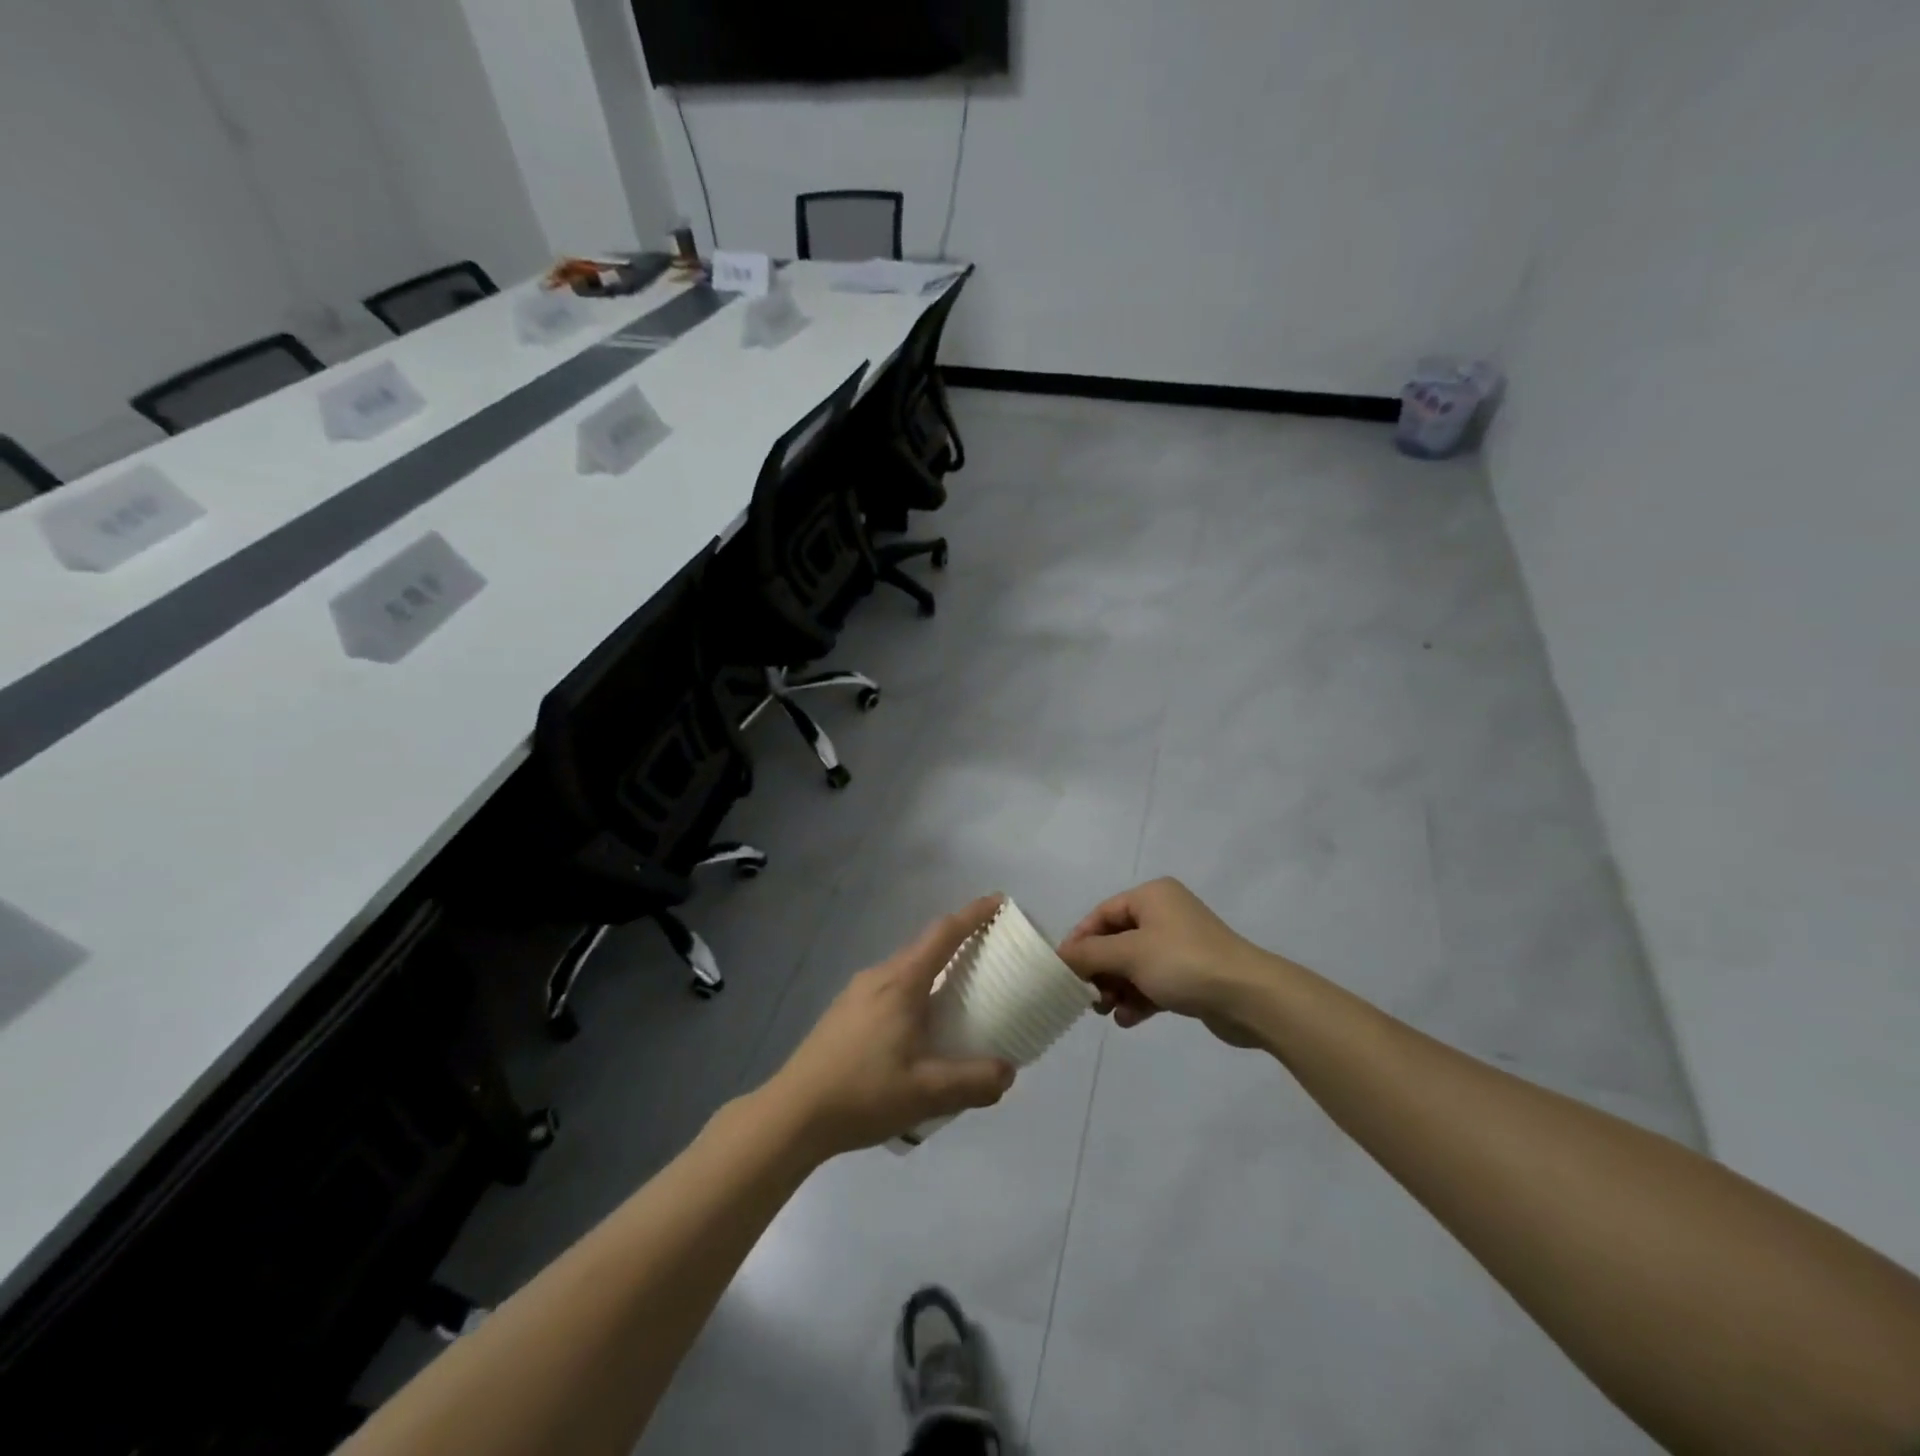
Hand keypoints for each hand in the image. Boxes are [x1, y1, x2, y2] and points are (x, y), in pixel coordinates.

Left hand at [770, 896, 1017, 1157]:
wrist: (793, 1113)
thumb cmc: (862, 1093)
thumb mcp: (927, 1093)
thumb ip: (974, 1082)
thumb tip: (1008, 1071)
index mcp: (901, 983)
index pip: (944, 933)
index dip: (973, 914)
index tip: (999, 902)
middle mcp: (878, 976)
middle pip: (924, 947)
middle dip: (958, 942)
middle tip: (989, 955)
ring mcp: (856, 992)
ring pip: (905, 969)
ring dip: (934, 970)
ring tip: (958, 995)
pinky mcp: (844, 1012)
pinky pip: (890, 987)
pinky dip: (914, 990)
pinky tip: (918, 1027)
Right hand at [1057, 878, 1278, 1047]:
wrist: (1249, 997)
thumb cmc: (1183, 963)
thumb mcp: (1129, 954)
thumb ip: (1090, 954)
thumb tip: (1060, 956)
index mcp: (1151, 896)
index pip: (1102, 914)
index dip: (1079, 941)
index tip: (1062, 971)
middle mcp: (1165, 914)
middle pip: (1116, 941)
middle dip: (1099, 970)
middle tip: (1086, 997)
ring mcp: (1180, 945)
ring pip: (1134, 965)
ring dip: (1117, 988)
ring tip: (1106, 1011)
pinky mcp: (1191, 974)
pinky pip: (1154, 982)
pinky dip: (1138, 998)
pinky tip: (1128, 1020)